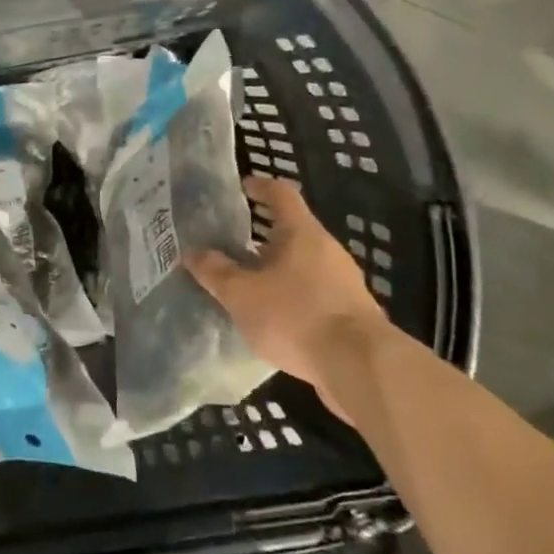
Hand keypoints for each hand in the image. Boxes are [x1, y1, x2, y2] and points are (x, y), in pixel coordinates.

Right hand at [187, 175, 388, 418]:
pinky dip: (291, 294)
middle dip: (260, 234)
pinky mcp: (351, 311)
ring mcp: (343, 280)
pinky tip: (273, 316)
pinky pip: (314, 291)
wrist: (361, 366)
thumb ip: (215, 272)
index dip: (259, 186)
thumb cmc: (295, 316)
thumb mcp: (242, 294)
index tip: (241, 188)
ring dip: (275, 267)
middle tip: (230, 243)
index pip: (280, 193)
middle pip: (291, 229)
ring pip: (303, 262)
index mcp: (301, 232)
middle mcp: (326, 248)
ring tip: (246, 283)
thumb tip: (192, 252)